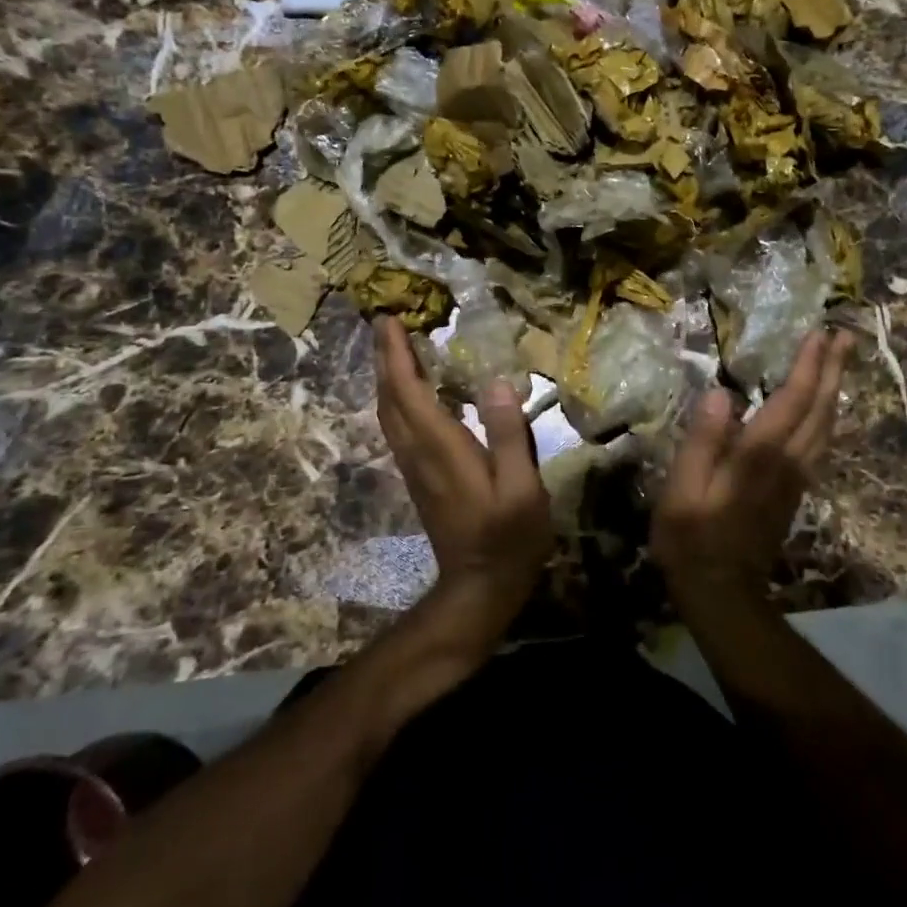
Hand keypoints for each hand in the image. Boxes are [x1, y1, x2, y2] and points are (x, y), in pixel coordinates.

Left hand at [373, 317, 553, 622]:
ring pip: (388, 412)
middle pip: (390, 397)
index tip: (388, 318)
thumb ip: (509, 435)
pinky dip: (396, 398)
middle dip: (384, 357)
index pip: (408, 390)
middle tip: (385, 322)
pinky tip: (411, 392)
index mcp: (440, 447)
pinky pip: (397, 426)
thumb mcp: (521, 489)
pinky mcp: (419, 477)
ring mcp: (414, 466)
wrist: (480, 587)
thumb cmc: (508, 537)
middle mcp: (418, 452)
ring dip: (387, 377)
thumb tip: (496, 382)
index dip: (396, 354)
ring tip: (393, 348)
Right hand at [652, 329, 852, 605]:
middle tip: (845, 334)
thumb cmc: (691, 537)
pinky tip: (825, 410)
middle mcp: (788, 461)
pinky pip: (821, 444)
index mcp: (760, 455)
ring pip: (826, 426)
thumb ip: (702, 441)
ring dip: (835, 390)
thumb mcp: (682, 489)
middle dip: (833, 369)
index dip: (808, 366)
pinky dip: (828, 417)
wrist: (722, 592)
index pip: (792, 400)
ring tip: (840, 361)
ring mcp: (797, 478)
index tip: (820, 333)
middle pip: (820, 408)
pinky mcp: (796, 491)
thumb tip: (720, 394)